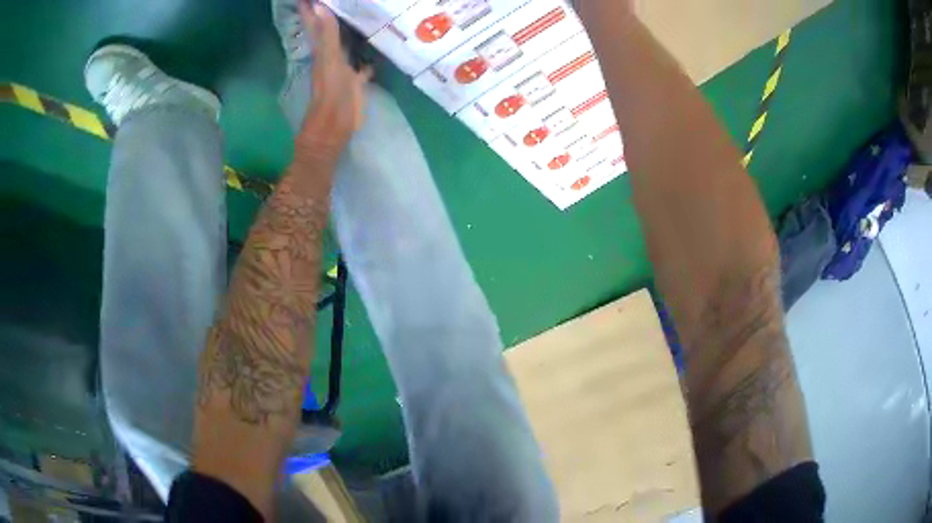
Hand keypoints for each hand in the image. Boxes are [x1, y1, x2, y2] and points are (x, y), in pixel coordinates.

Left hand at [298, 1, 372, 153]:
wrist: (335, 126)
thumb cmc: (330, 93)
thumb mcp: (329, 60)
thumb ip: (327, 34)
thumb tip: (319, 5)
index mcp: (322, 49)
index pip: (314, 22)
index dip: (310, 8)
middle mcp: (331, 54)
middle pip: (328, 29)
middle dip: (329, 14)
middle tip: (333, 2)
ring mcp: (343, 67)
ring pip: (344, 43)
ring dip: (347, 30)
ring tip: (355, 13)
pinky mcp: (355, 79)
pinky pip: (361, 60)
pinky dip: (367, 53)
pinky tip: (376, 46)